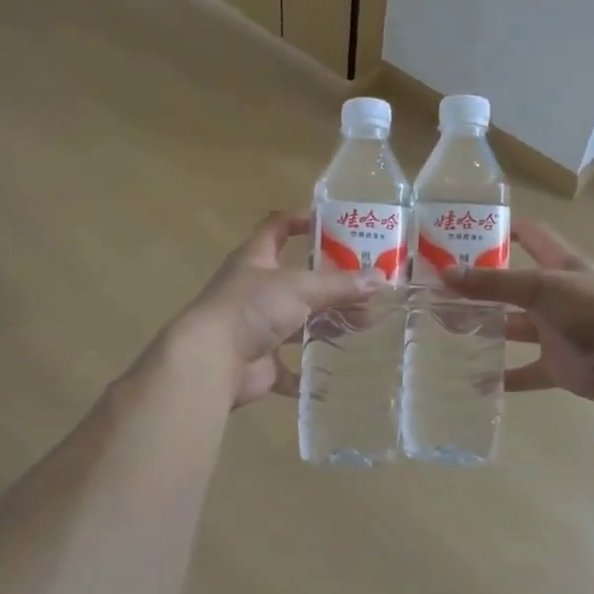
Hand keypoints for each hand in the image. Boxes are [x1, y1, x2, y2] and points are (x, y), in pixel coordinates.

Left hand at [171, 211, 379, 407]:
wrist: (212, 360)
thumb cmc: (252, 308)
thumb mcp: (300, 287)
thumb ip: (339, 285)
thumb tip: (381, 280)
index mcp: (256, 259)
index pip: (277, 227)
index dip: (301, 220)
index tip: (334, 225)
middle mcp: (255, 290)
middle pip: (298, 280)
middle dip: (332, 284)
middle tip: (368, 287)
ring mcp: (256, 327)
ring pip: (298, 322)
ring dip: (327, 324)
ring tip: (365, 325)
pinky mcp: (260, 362)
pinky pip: (290, 367)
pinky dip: (309, 372)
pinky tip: (335, 372)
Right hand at [442, 220, 593, 402]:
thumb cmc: (589, 308)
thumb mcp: (538, 287)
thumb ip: (493, 282)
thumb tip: (445, 274)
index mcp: (559, 266)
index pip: (531, 237)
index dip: (506, 230)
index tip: (471, 231)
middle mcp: (557, 295)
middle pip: (515, 286)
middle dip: (484, 287)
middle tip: (444, 289)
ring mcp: (557, 331)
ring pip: (516, 328)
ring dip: (490, 329)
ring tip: (451, 330)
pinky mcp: (558, 365)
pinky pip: (526, 371)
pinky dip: (505, 377)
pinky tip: (477, 380)